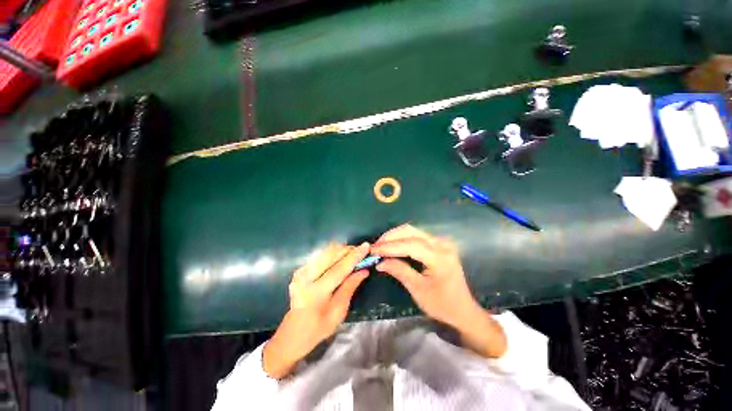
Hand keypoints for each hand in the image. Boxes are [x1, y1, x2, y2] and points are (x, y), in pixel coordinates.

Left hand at [263, 243, 369, 378]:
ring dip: (341, 251)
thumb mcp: (339, 311)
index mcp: (316, 292)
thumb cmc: (319, 327)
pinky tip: (340, 259)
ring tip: (352, 255)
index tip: (366, 246)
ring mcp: (301, 272)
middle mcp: (306, 277)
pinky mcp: (300, 269)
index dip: (354, 256)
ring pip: (325, 252)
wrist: (293, 333)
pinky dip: (333, 254)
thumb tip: (364, 270)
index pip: (339, 269)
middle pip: (330, 254)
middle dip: (347, 250)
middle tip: (361, 251)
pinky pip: (320, 256)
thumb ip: (350, 287)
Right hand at [371, 224, 506, 357]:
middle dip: (390, 237)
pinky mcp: (439, 244)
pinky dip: (402, 239)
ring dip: (395, 236)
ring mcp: (441, 242)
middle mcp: (441, 244)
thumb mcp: (418, 290)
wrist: (463, 309)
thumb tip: (380, 262)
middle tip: (375, 247)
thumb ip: (399, 271)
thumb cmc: (442, 305)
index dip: (389, 247)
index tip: (373, 250)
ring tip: (381, 246)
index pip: (410, 245)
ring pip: (413, 231)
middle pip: (411, 232)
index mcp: (439, 258)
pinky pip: (417, 235)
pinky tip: (393, 245)